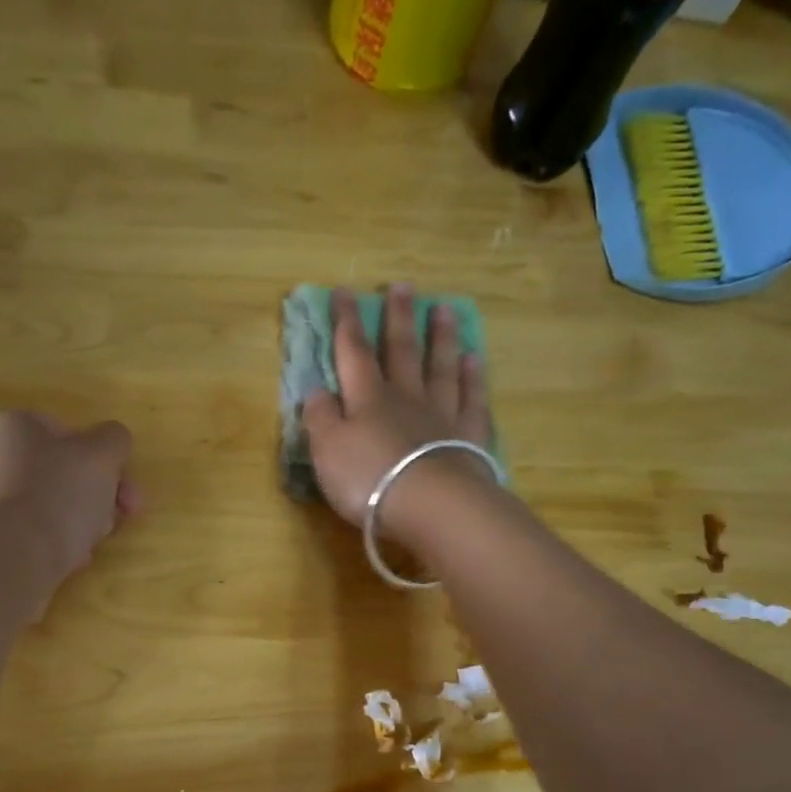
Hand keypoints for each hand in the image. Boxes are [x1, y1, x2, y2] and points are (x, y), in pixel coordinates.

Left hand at [0, 411, 139, 593]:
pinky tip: (70, 558)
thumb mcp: (102, 455)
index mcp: (12, 425)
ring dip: (80, 521)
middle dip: (97, 495)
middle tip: (119, 517)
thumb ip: (114, 439)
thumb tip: (112, 440)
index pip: (69, 434)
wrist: (11, 556)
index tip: (124, 490)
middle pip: (61, 472)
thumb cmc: (58, 493)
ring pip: (50, 504)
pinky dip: (56, 541)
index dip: (103, 461)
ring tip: (92, 543)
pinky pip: (33, 532)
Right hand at [301, 283, 495, 528]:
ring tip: (442, 309)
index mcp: (368, 399)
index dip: (347, 322)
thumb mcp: (328, 451)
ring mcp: (442, 415)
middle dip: (398, 318)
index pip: (354, 352)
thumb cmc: (370, 479)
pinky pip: (471, 399)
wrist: (431, 506)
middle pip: (401, 351)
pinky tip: (474, 360)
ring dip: (440, 338)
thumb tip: (317, 391)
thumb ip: (320, 419)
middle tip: (403, 286)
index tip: (344, 291)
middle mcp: (406, 398)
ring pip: (440, 367)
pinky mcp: (470, 437)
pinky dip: (472, 378)